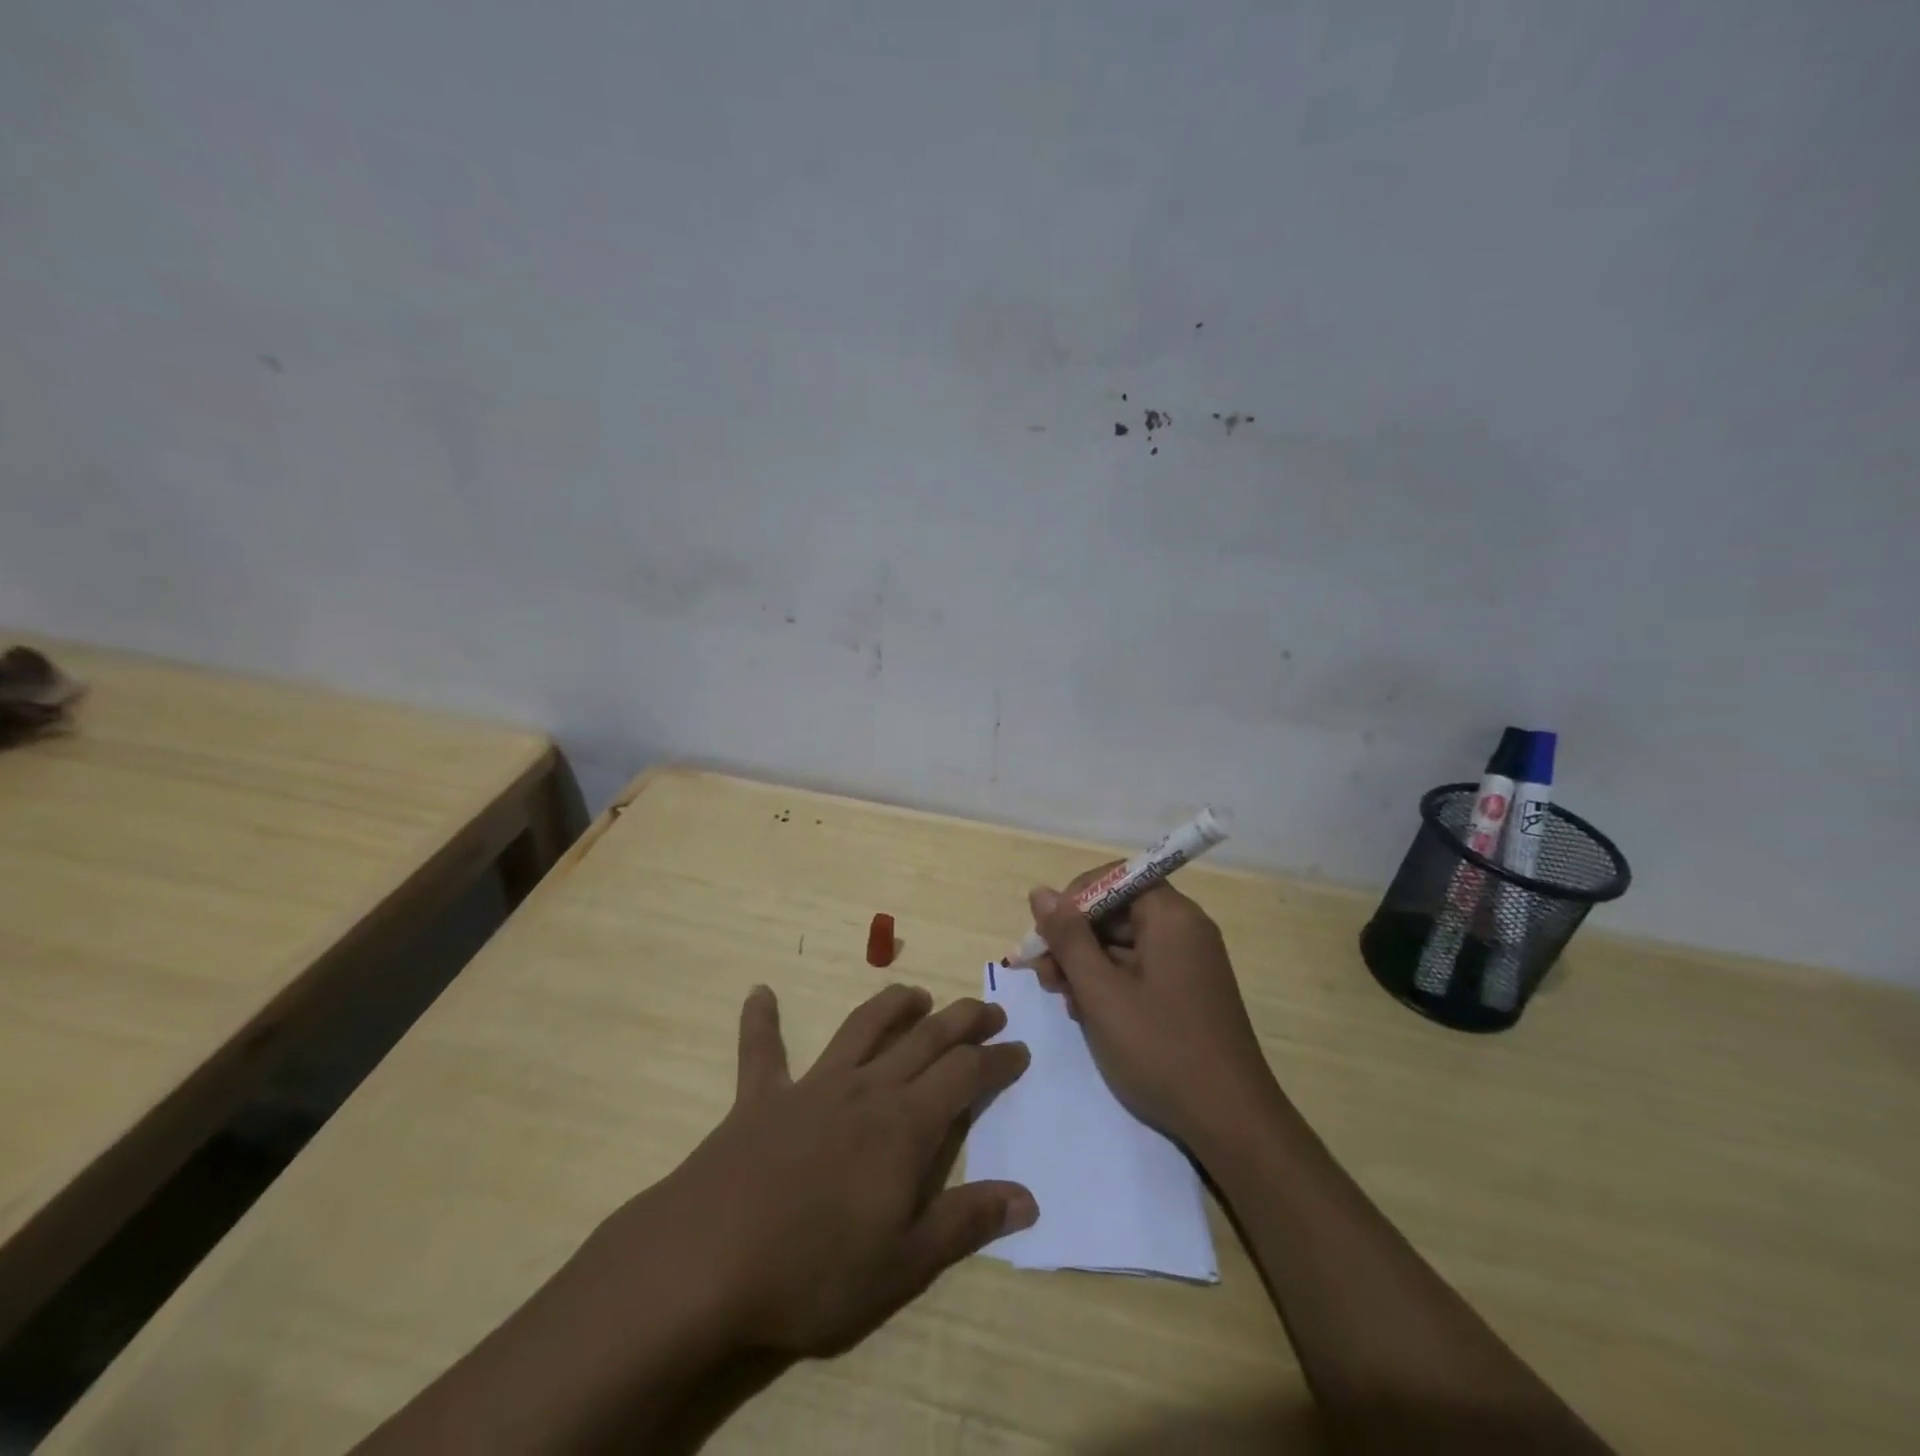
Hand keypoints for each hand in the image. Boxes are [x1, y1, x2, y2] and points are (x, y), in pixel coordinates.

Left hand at [609, 984, 1035, 1357]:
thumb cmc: (815, 1270)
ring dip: (892, 1006)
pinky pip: (762, 1050)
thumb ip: (966, 1222)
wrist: (708, 1260)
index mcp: (904, 1125)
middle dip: (962, 1020)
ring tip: (915, 995)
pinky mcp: (761, 1097)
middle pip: (925, 1038)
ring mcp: (811, 1086)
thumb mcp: (903, 1263)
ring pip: (861, 1028)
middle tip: (987, 1010)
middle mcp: (865, 1089)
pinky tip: (759, 994)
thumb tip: (1027, 1198)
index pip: (965, 1075)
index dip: (997, 1060)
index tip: (1019, 1050)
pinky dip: (762, 1021)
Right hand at [1031, 873, 1274, 1145]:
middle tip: (1044, 975)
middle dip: (1075, 938)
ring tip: (1061, 998)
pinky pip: (1141, 969)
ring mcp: (1189, 962)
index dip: (1075, 899)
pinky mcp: (1188, 992)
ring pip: (1125, 944)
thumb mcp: (1101, 992)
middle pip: (1118, 912)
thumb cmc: (1161, 1048)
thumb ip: (1068, 938)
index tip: (1047, 934)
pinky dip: (1110, 983)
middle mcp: (1185, 929)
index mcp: (1171, 916)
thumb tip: (1040, 892)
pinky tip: (1088, 1012)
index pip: (1115, 878)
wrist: (1230, 1122)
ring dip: (1087, 964)